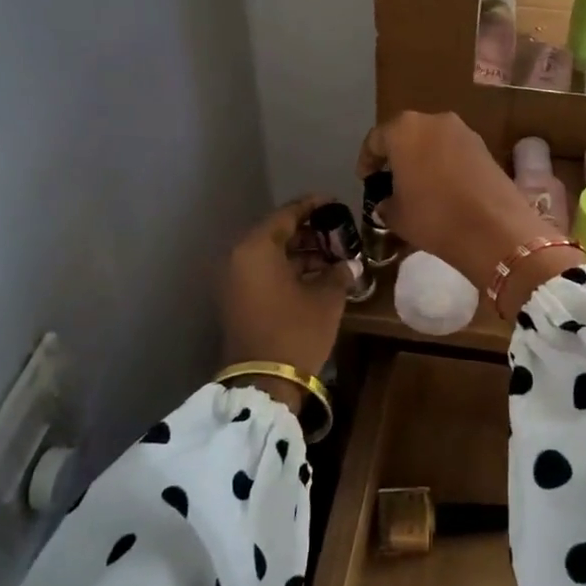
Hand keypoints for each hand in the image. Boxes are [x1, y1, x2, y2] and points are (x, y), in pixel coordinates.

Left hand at [219, 196, 350, 409]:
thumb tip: (350, 263)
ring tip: (333, 256)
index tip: (336, 203)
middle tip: (339, 232)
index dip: (314, 206)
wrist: (263, 382)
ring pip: (271, 254)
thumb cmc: (296, 331)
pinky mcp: (238, 300)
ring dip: (300, 253)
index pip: (287, 214)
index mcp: (257, 248)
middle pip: (277, 233)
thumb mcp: (327, 298)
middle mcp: (239, 258)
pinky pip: (264, 272)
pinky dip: (288, 270)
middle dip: (309, 232)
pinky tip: (317, 276)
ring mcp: (235, 281)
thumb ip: (339, 272)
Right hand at [359, 112, 585, 312]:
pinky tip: (443, 188)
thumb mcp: (397, 216)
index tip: (365, 180)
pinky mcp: (485, 147)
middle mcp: (434, 120)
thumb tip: (388, 202)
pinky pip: (454, 151)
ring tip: (418, 186)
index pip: (376, 140)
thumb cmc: (435, 217)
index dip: (367, 161)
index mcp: (404, 129)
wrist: (495, 230)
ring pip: (433, 141)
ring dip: (423, 158)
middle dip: (397, 156)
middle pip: (407, 135)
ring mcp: (464, 131)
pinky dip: (445, 164)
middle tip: (390, 181)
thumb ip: (386, 204)